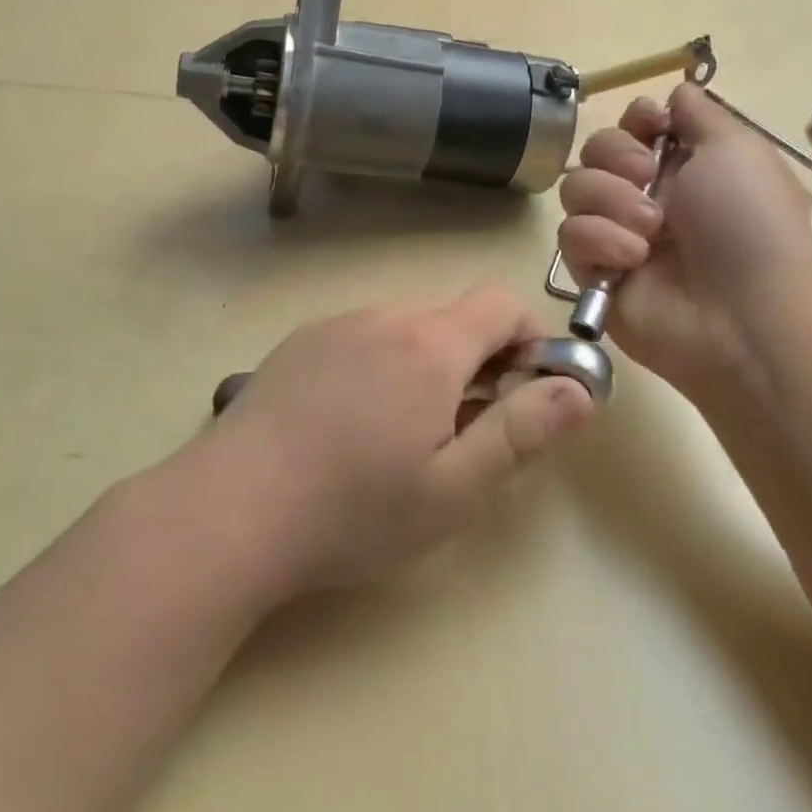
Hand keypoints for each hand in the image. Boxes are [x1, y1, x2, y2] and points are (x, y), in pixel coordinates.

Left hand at [206, 287, 596, 596]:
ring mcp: (337, 324)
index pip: (502, 303)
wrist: (232, 507)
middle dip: (479, 359)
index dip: (529, 339)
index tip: (524, 391)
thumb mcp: (454, 488)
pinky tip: (351, 422)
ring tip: (403, 431)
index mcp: (431, 345)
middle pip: (455, 316)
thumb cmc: (354, 508)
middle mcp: (386, 317)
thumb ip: (523, 431)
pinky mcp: (300, 341)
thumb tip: (580, 390)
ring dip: (428, 362)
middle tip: (464, 428)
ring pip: (408, 326)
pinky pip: (363, 336)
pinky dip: (381, 363)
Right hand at [557, 83, 811, 397]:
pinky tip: (632, 262)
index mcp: (683, 164)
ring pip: (574, 189)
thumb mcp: (738, 149)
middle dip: (615, 157)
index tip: (650, 128)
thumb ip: (701, 112)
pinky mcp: (593, 271)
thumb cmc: (748, 223)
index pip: (633, 123)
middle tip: (643, 178)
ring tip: (649, 232)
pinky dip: (600, 242)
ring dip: (610, 202)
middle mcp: (646, 194)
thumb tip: (678, 91)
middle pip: (594, 149)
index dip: (635, 120)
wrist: (740, 316)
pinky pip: (570, 236)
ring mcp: (617, 233)